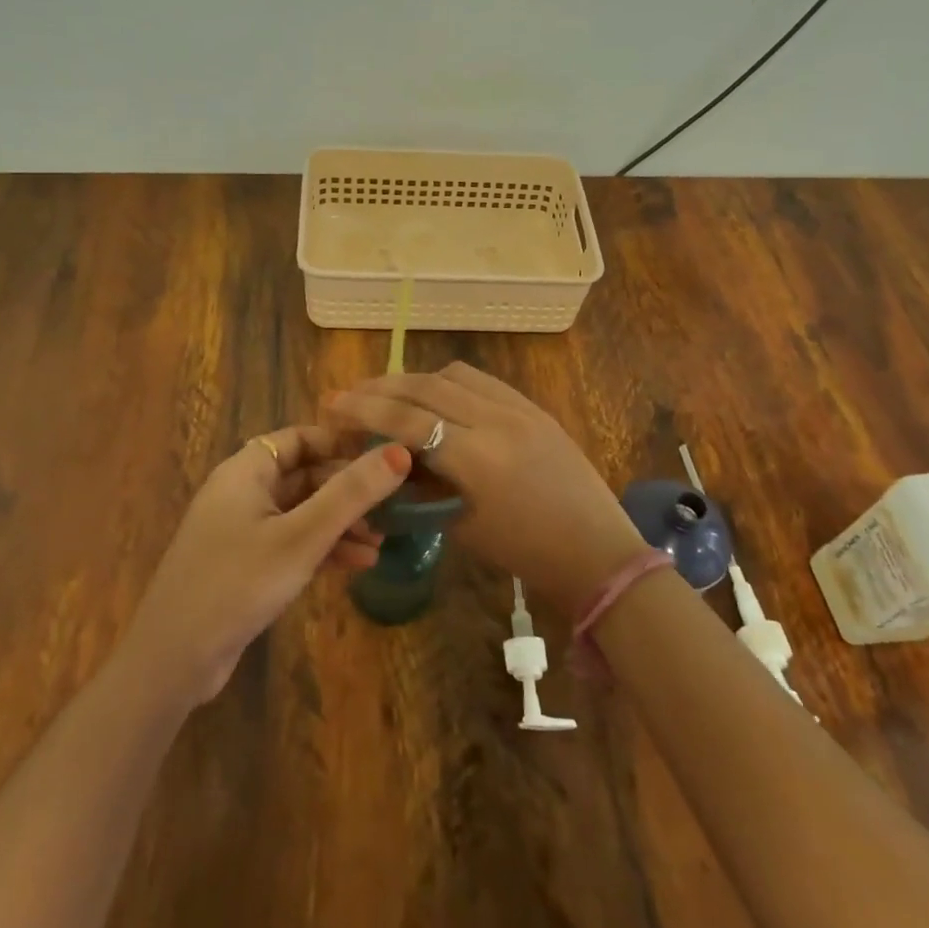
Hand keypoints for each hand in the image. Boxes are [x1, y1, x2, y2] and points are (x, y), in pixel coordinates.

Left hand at [122, 426, 410, 704]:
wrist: (173, 660)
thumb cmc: (238, 583)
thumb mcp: (302, 536)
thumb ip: (351, 493)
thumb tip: (401, 451)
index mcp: (246, 471)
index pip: (300, 438)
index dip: (340, 443)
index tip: (384, 455)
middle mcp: (242, 493)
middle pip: (304, 476)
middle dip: (348, 490)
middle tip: (392, 505)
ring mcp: (241, 531)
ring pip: (302, 513)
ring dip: (340, 523)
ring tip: (381, 542)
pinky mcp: (245, 566)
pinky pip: (292, 543)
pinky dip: (323, 548)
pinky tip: (358, 564)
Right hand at [323, 364, 646, 616]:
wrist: (595, 548)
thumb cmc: (526, 552)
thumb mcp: (463, 526)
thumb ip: (422, 486)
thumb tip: (387, 459)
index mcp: (477, 459)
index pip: (407, 420)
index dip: (364, 410)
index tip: (333, 405)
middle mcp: (496, 420)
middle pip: (425, 388)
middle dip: (380, 387)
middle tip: (349, 394)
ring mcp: (519, 407)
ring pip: (452, 375)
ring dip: (414, 379)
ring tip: (389, 393)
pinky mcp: (533, 405)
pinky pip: (481, 380)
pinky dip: (448, 381)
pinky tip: (434, 395)